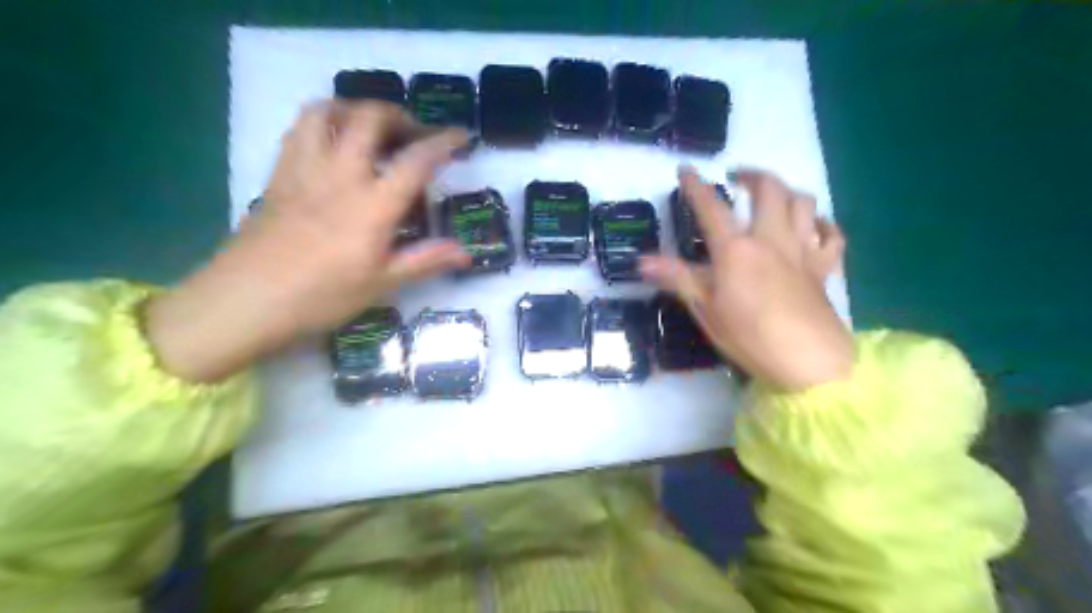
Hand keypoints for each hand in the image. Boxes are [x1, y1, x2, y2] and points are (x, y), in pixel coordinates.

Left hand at [143, 102, 469, 385]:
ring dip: (356, 110)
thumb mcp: (382, 284)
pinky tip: (332, 145)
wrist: (245, 300)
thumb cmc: (321, 297)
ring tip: (372, 128)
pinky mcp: (278, 174)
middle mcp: (341, 174)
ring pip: (328, 112)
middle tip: (413, 134)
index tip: (460, 136)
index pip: (416, 160)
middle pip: (370, 118)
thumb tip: (465, 254)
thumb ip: (425, 261)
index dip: (443, 142)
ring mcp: (305, 169)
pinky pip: (299, 130)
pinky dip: (323, 123)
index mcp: (373, 205)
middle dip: (398, 115)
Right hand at [642, 165, 852, 390]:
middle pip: (769, 189)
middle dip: (751, 175)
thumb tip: (642, 261)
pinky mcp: (824, 267)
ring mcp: (802, 250)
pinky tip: (811, 226)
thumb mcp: (705, 310)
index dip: (695, 186)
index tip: (685, 170)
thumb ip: (677, 279)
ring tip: (771, 197)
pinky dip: (821, 224)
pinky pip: (831, 234)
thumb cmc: (750, 338)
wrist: (810, 362)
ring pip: (803, 202)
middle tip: (736, 178)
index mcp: (736, 250)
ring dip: (786, 191)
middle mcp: (771, 239)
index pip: (711, 208)